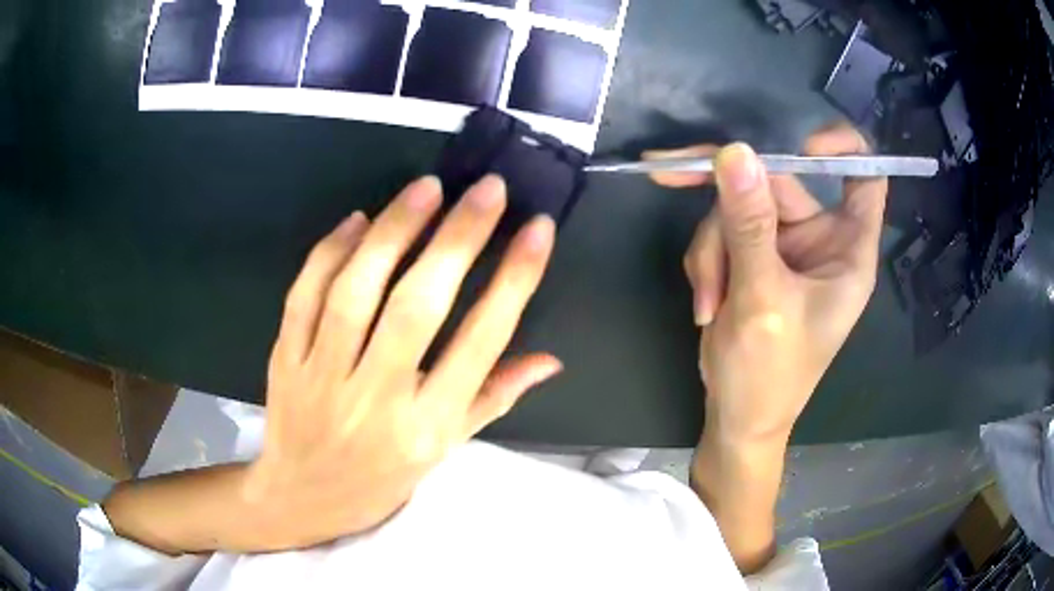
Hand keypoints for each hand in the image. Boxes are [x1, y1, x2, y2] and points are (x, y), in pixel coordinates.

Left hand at [245, 175, 560, 548]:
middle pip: (417, 308)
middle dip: (457, 239)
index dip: (514, 280)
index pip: (480, 343)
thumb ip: (494, 399)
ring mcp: (322, 378)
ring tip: (427, 188)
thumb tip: (550, 360)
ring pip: (355, 293)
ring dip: (393, 232)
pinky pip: (304, 296)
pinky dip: (330, 252)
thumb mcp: (444, 450)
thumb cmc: (381, 479)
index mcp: (427, 427)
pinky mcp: (284, 361)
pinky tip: (358, 220)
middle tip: (486, 188)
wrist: (302, 498)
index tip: (537, 228)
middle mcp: (377, 400)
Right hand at [649, 124, 886, 443]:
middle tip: (667, 175)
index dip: (841, 147)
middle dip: (728, 206)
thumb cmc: (767, 376)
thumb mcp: (761, 301)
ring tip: (707, 299)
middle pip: (777, 183)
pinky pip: (722, 229)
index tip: (800, 144)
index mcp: (848, 250)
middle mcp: (820, 239)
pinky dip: (706, 259)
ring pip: (738, 205)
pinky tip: (705, 299)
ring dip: (712, 247)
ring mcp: (785, 246)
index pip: (865, 177)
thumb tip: (734, 152)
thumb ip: (750, 226)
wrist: (736, 419)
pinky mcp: (754, 256)